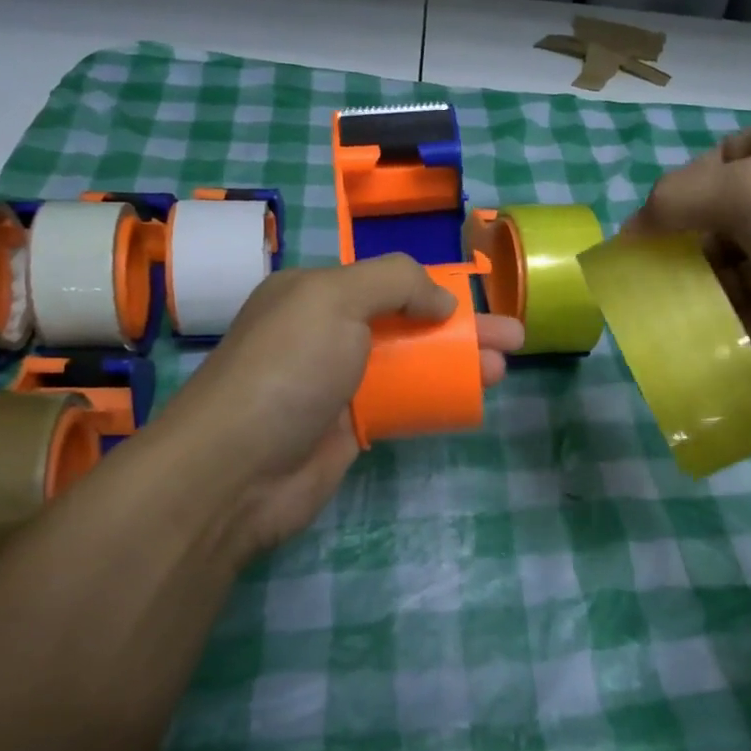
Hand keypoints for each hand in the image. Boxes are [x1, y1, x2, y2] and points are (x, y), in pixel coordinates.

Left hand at [151, 255, 523, 557]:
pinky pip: (401, 404)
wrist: (236, 470)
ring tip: (504, 370)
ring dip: (457, 364)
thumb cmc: (287, 370)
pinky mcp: (349, 429)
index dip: (437, 288)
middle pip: (408, 323)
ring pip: (410, 365)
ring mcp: (339, 384)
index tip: (479, 299)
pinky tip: (468, 402)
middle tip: (514, 339)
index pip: (388, 281)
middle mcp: (326, 333)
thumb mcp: (335, 300)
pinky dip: (435, 399)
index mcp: (316, 293)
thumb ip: (395, 282)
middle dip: (463, 328)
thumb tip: (442, 301)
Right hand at [626, 116, 750, 376]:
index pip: (718, 164)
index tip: (645, 236)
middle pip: (723, 223)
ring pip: (738, 271)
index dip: (676, 197)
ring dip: (706, 294)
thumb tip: (629, 231)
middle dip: (687, 253)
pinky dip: (734, 324)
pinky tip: (710, 341)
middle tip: (654, 284)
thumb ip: (674, 201)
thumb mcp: (743, 190)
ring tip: (674, 319)